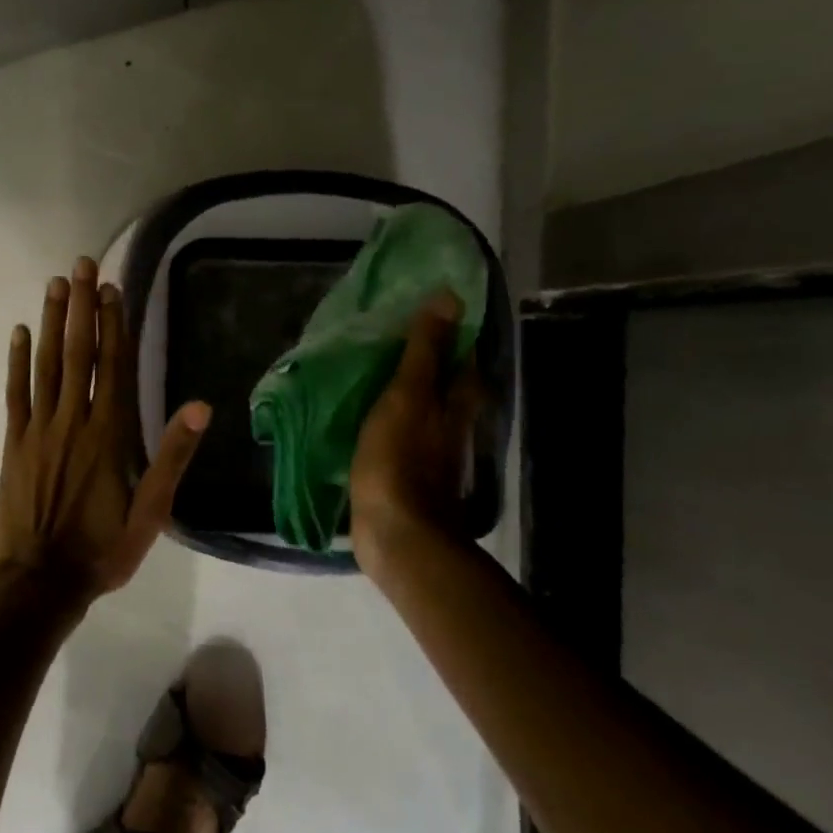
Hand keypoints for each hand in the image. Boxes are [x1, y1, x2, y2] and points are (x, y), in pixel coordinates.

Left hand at [0, 256, 210, 603]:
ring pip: (47, 364)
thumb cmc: (102, 548)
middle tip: (81, 265)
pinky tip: (20, 332)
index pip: (113, 366)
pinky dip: (17, 360)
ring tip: (55, 284)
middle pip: (79, 353)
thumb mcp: (152, 512)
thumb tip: (200, 406)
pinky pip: (16, 392)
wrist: (40, 580)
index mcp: (109, 434)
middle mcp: (73, 420)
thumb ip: (172, 457)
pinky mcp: (14, 441)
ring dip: (52, 322)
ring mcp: (39, 428)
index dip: (114, 324)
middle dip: (82, 306)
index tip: (112, 287)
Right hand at [349, 290, 481, 571]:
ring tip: (376, 372)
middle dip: (429, 363)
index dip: (452, 334)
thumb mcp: (408, 396)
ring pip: (425, 411)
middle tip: (395, 340)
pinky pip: (402, 436)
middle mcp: (451, 427)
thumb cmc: (399, 460)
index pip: (463, 359)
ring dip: (409, 393)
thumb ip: (424, 350)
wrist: (397, 534)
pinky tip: (369, 418)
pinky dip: (391, 422)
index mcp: (455, 404)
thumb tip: (450, 297)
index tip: (428, 311)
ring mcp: (431, 454)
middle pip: (448, 386)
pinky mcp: (408, 476)